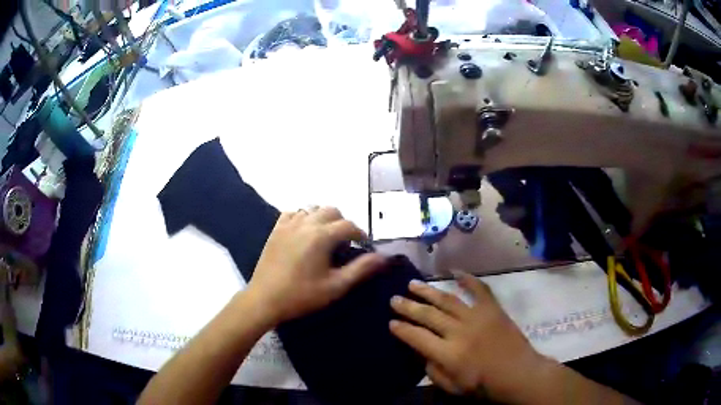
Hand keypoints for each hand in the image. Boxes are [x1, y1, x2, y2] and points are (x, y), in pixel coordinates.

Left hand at [246, 207, 384, 324]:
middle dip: (343, 223)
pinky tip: (304, 233)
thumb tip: (383, 257)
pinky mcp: (276, 229)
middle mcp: (305, 223)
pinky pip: (293, 213)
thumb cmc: (302, 295)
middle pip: (332, 211)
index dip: (360, 234)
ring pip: (312, 209)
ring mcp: (288, 224)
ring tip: (326, 238)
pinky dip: (304, 217)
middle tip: (345, 244)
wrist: (265, 299)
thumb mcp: (336, 286)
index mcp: (321, 236)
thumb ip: (361, 269)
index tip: (364, 246)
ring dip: (324, 218)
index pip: (348, 225)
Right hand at [389, 272, 548, 399]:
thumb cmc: (484, 385)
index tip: (391, 322)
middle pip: (428, 315)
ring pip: (447, 300)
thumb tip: (422, 353)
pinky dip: (468, 279)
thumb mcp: (452, 387)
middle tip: (394, 298)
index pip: (417, 337)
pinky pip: (479, 290)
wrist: (518, 373)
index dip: (401, 329)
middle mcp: (459, 331)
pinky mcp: (493, 309)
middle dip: (408, 306)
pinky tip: (455, 272)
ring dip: (428, 291)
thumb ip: (433, 371)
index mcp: (448, 353)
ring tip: (413, 283)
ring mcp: (477, 317)